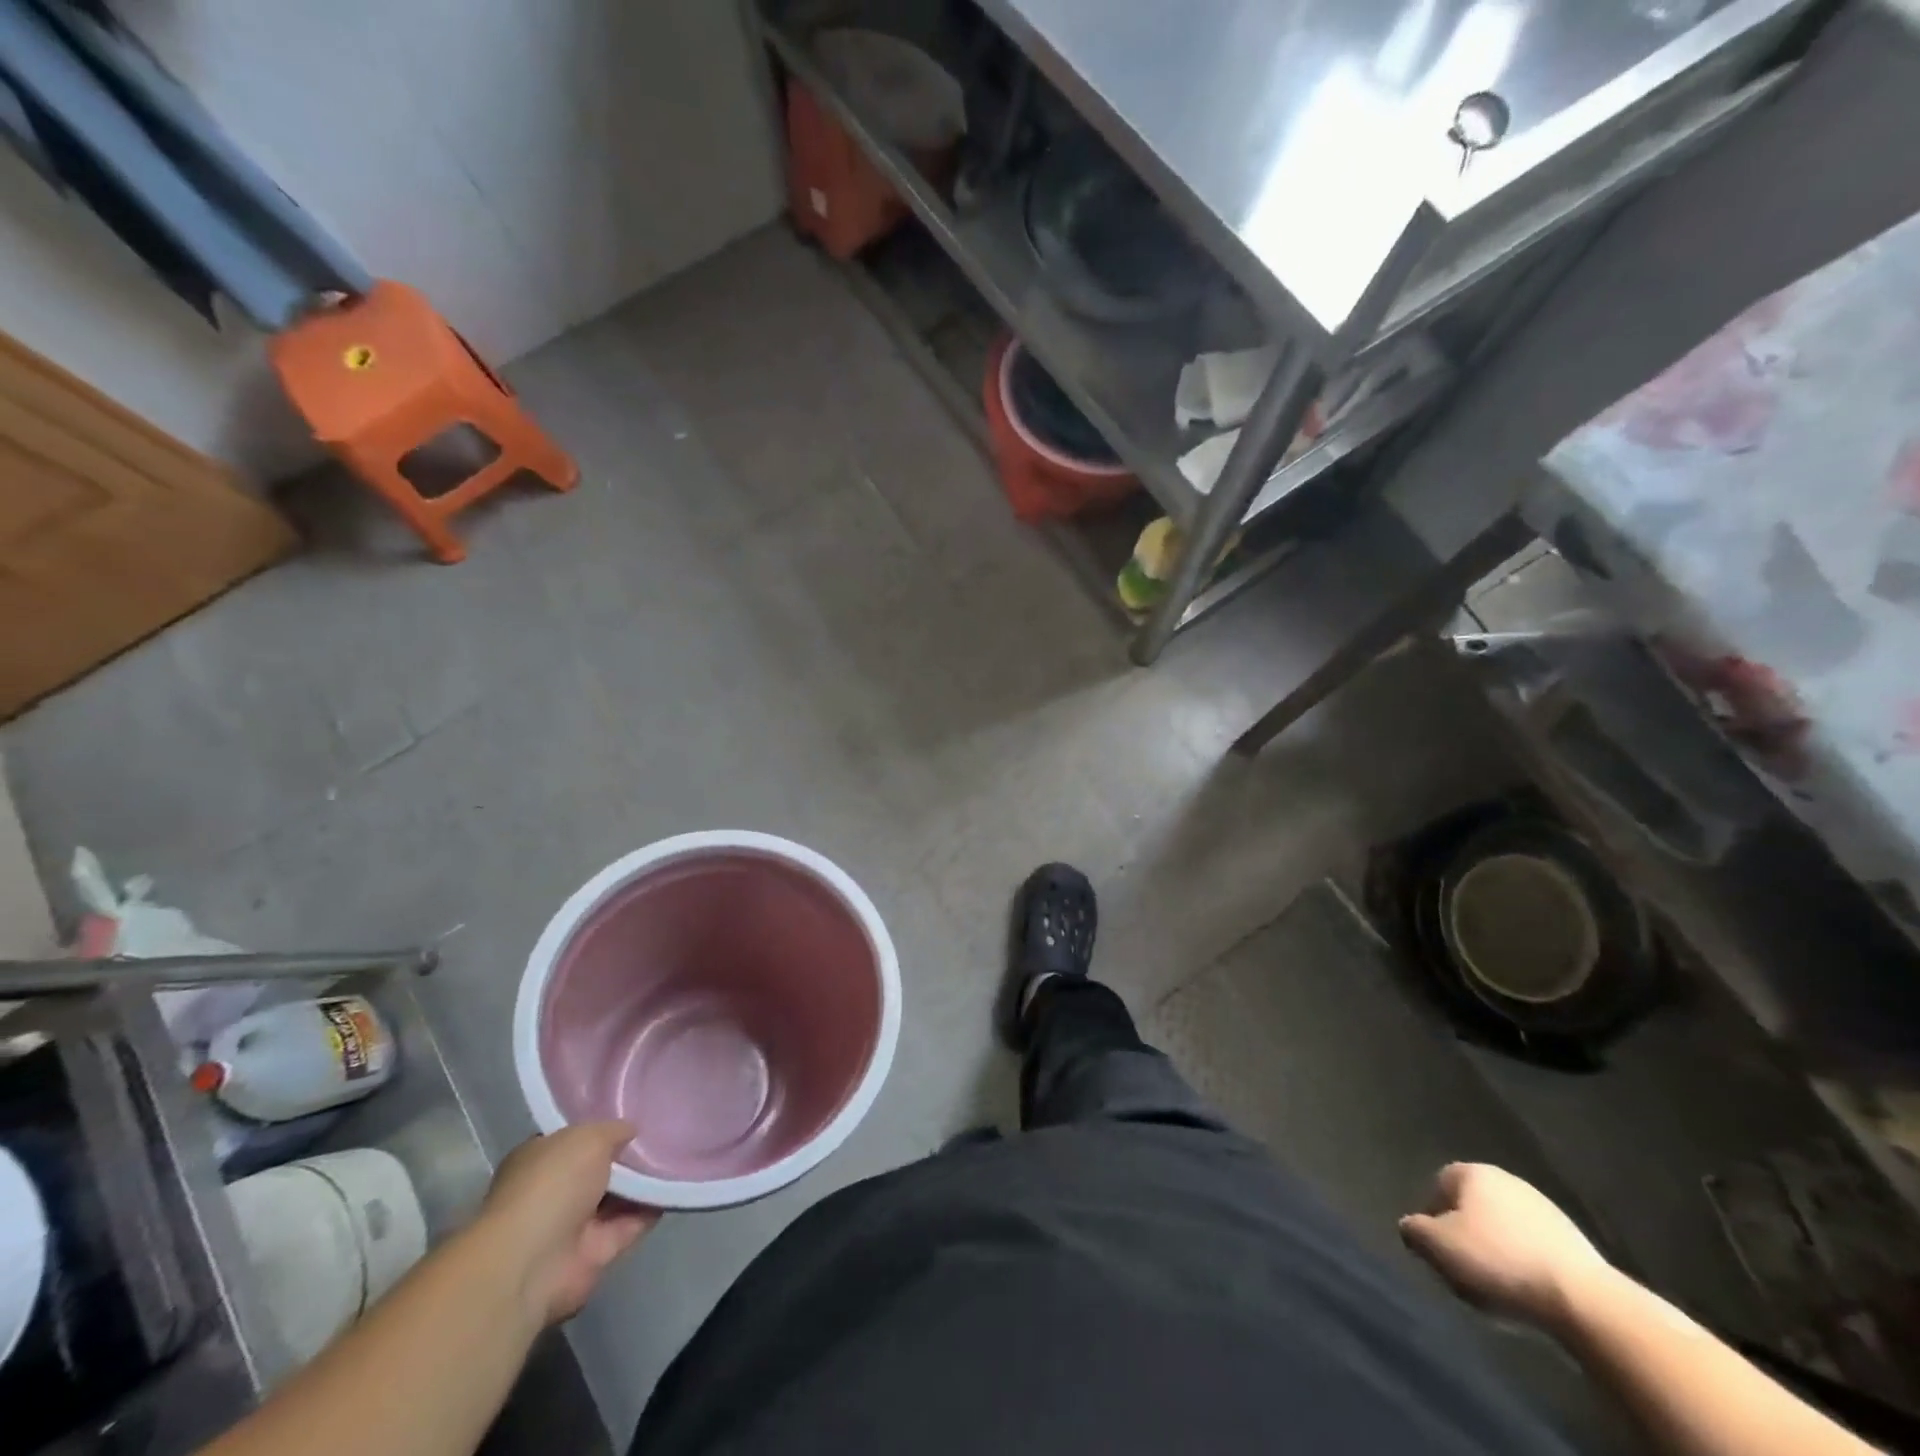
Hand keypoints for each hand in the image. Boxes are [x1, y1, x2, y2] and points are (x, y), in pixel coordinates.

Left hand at [477, 1122, 657, 1326]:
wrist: (534, 1262)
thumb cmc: (552, 1185)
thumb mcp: (588, 1137)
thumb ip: (613, 1130)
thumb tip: (631, 1131)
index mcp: (539, 1160)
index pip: (573, 1139)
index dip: (602, 1128)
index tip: (635, 1116)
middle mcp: (554, 1191)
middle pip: (599, 1168)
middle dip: (628, 1155)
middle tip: (666, 1131)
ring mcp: (575, 1225)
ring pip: (619, 1196)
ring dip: (645, 1181)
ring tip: (679, 1153)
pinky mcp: (597, 1252)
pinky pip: (633, 1222)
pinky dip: (653, 1207)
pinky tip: (677, 1184)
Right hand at [1400, 1163, 1612, 1329]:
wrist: (1585, 1301)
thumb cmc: (1498, 1262)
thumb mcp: (1437, 1247)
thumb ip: (1414, 1230)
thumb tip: (1411, 1227)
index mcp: (1473, 1172)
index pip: (1439, 1186)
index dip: (1433, 1218)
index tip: (1438, 1251)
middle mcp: (1507, 1179)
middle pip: (1473, 1206)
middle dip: (1466, 1233)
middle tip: (1464, 1268)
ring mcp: (1545, 1208)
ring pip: (1504, 1227)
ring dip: (1497, 1250)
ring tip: (1498, 1286)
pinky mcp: (1575, 1241)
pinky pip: (1534, 1248)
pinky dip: (1526, 1264)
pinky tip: (1529, 1291)